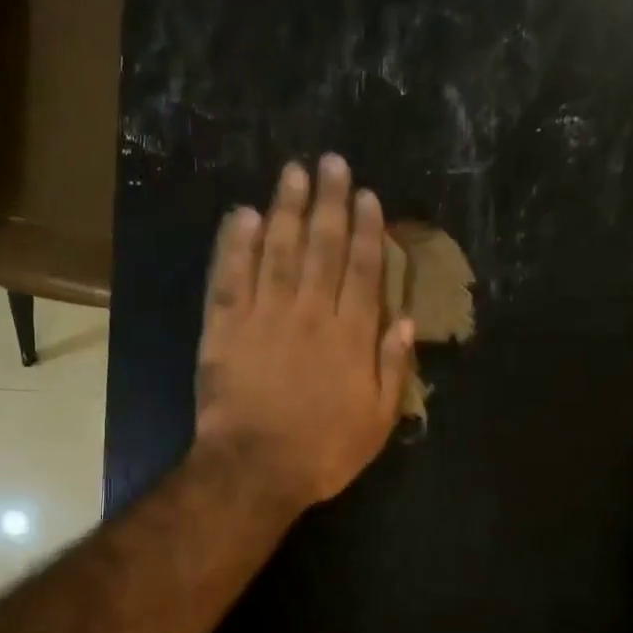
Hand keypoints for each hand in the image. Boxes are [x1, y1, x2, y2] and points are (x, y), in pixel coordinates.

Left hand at [192, 154, 414, 512]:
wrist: (255, 469)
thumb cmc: (322, 452)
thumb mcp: (377, 421)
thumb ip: (393, 367)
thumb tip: (407, 320)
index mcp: (351, 336)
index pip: (362, 270)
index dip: (366, 229)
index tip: (367, 195)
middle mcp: (310, 313)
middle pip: (321, 247)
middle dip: (328, 202)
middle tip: (329, 163)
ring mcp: (264, 317)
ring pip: (277, 251)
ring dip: (285, 209)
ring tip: (292, 173)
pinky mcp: (224, 328)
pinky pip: (230, 277)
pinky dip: (235, 244)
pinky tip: (240, 215)